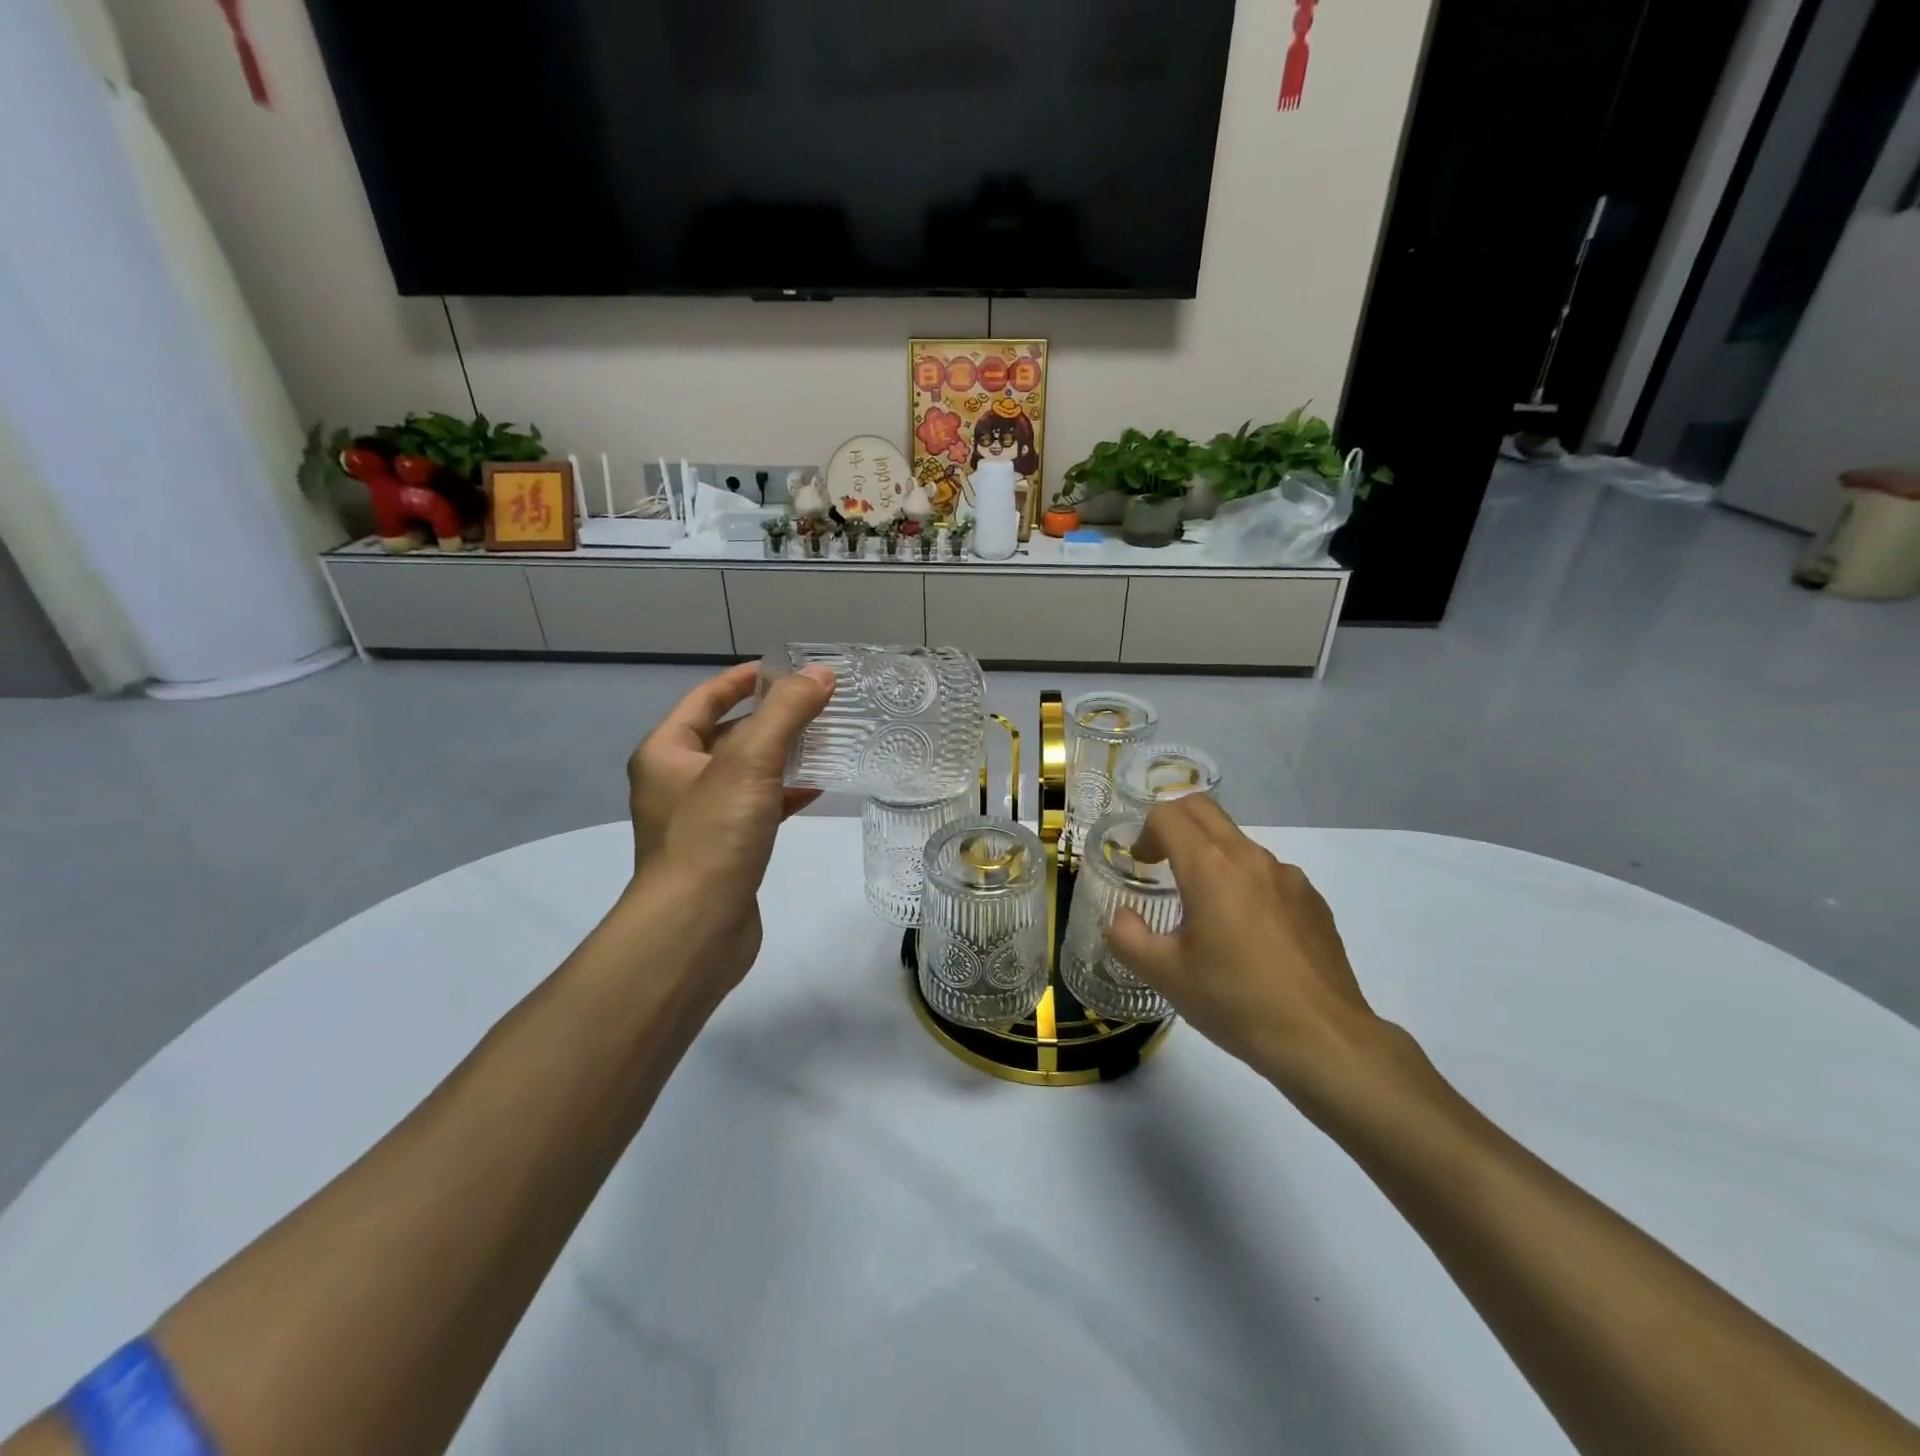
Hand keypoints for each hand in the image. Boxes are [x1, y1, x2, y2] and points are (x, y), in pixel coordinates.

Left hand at [626, 664, 820, 871]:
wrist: (696, 928)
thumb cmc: (713, 835)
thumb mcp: (750, 761)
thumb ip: (786, 712)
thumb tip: (821, 673)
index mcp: (666, 752)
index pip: (706, 698)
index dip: (745, 678)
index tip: (788, 668)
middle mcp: (677, 781)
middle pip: (728, 733)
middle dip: (771, 716)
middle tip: (817, 702)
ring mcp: (701, 817)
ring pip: (746, 772)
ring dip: (782, 755)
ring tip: (826, 739)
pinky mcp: (725, 849)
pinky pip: (757, 806)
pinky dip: (784, 793)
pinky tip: (817, 788)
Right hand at [1105, 797, 1404, 1115]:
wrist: (1323, 1039)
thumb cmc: (1235, 1001)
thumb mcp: (1164, 975)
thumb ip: (1128, 937)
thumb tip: (1122, 918)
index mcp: (1209, 867)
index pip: (1168, 815)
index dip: (1145, 832)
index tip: (1140, 865)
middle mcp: (1250, 858)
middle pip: (1204, 810)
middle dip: (1174, 824)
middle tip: (1161, 864)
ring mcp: (1288, 876)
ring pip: (1237, 842)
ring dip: (1211, 856)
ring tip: (1205, 910)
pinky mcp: (1313, 900)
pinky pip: (1268, 873)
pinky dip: (1245, 883)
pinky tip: (1248, 936)